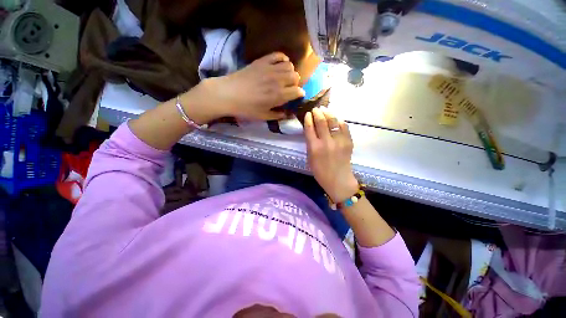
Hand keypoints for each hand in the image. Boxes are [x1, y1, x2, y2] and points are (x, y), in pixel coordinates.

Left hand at [194, 52, 304, 121]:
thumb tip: (288, 114)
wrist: (229, 94)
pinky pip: (278, 55)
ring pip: (289, 65)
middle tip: (289, 88)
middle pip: (296, 77)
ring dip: (290, 72)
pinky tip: (280, 65)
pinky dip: (282, 59)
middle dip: (295, 83)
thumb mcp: (264, 116)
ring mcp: (270, 69)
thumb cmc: (247, 108)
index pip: (297, 91)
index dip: (300, 94)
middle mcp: (278, 80)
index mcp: (279, 95)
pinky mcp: (262, 61)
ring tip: (284, 77)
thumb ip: (278, 115)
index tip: (297, 96)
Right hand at [304, 108, 358, 202]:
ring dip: (328, 113)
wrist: (338, 180)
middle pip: (321, 121)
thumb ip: (310, 143)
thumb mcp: (310, 158)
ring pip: (334, 121)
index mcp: (314, 147)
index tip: (308, 113)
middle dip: (318, 112)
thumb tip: (311, 130)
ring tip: (325, 110)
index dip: (308, 118)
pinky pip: (344, 126)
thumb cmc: (320, 171)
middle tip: (316, 109)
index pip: (309, 128)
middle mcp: (326, 142)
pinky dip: (339, 121)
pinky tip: (336, 119)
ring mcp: (338, 141)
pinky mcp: (348, 142)